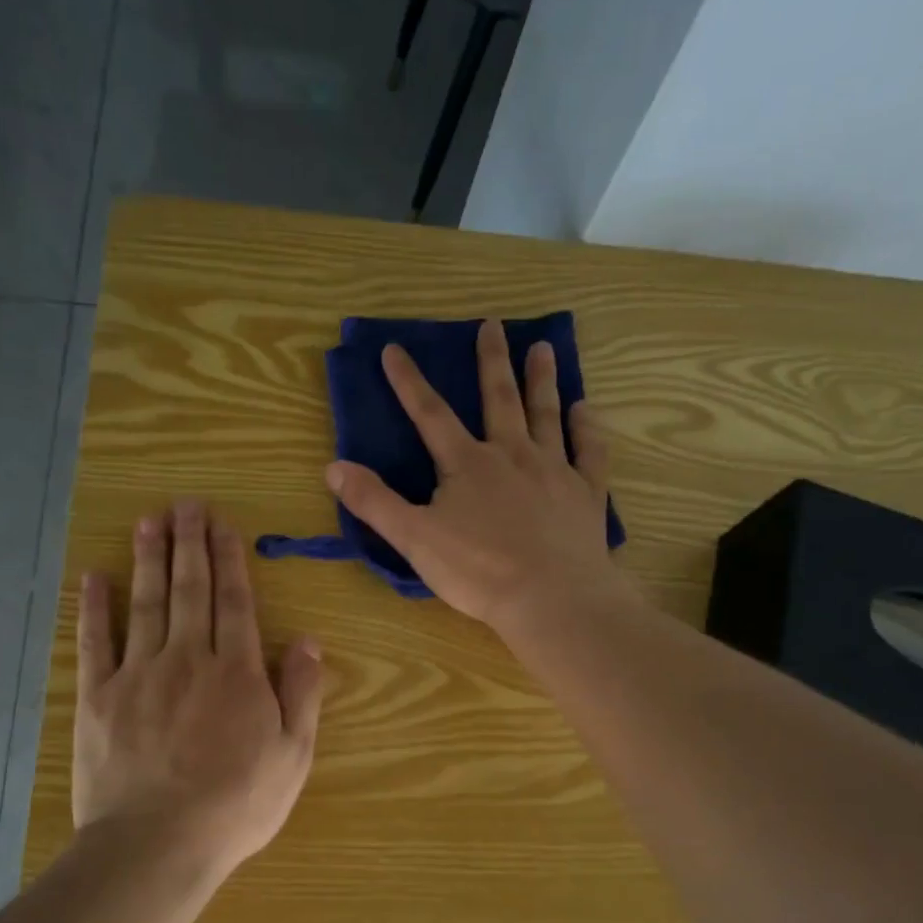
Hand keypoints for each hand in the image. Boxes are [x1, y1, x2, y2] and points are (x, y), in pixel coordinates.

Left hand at [73, 500, 322, 878]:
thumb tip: (310, 641)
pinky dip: (94, 607)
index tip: (223, 526)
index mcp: (237, 673)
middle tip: (186, 504)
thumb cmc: (236, 804)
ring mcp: (139, 675)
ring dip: (148, 559)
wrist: (157, 844)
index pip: (235, 603)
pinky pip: (96, 642)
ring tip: (149, 520)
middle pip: (190, 590)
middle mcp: (188, 659)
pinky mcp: (98, 697)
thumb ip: (302, 694)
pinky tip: (94, 576)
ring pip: (147, 604)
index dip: (230, 561)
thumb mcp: (293, 756)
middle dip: (190, 544)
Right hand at [326, 318, 629, 634]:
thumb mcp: (414, 539)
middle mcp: (512, 454)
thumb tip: (333, 467)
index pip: (430, 414)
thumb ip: (374, 502)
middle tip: (493, 325)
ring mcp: (554, 470)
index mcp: (466, 464)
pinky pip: (589, 451)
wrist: (551, 597)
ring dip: (542, 380)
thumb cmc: (478, 571)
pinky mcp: (585, 493)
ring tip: (543, 348)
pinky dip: (587, 428)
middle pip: (499, 399)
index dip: (409, 382)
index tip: (394, 349)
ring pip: (546, 414)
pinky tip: (584, 409)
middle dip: (492, 361)